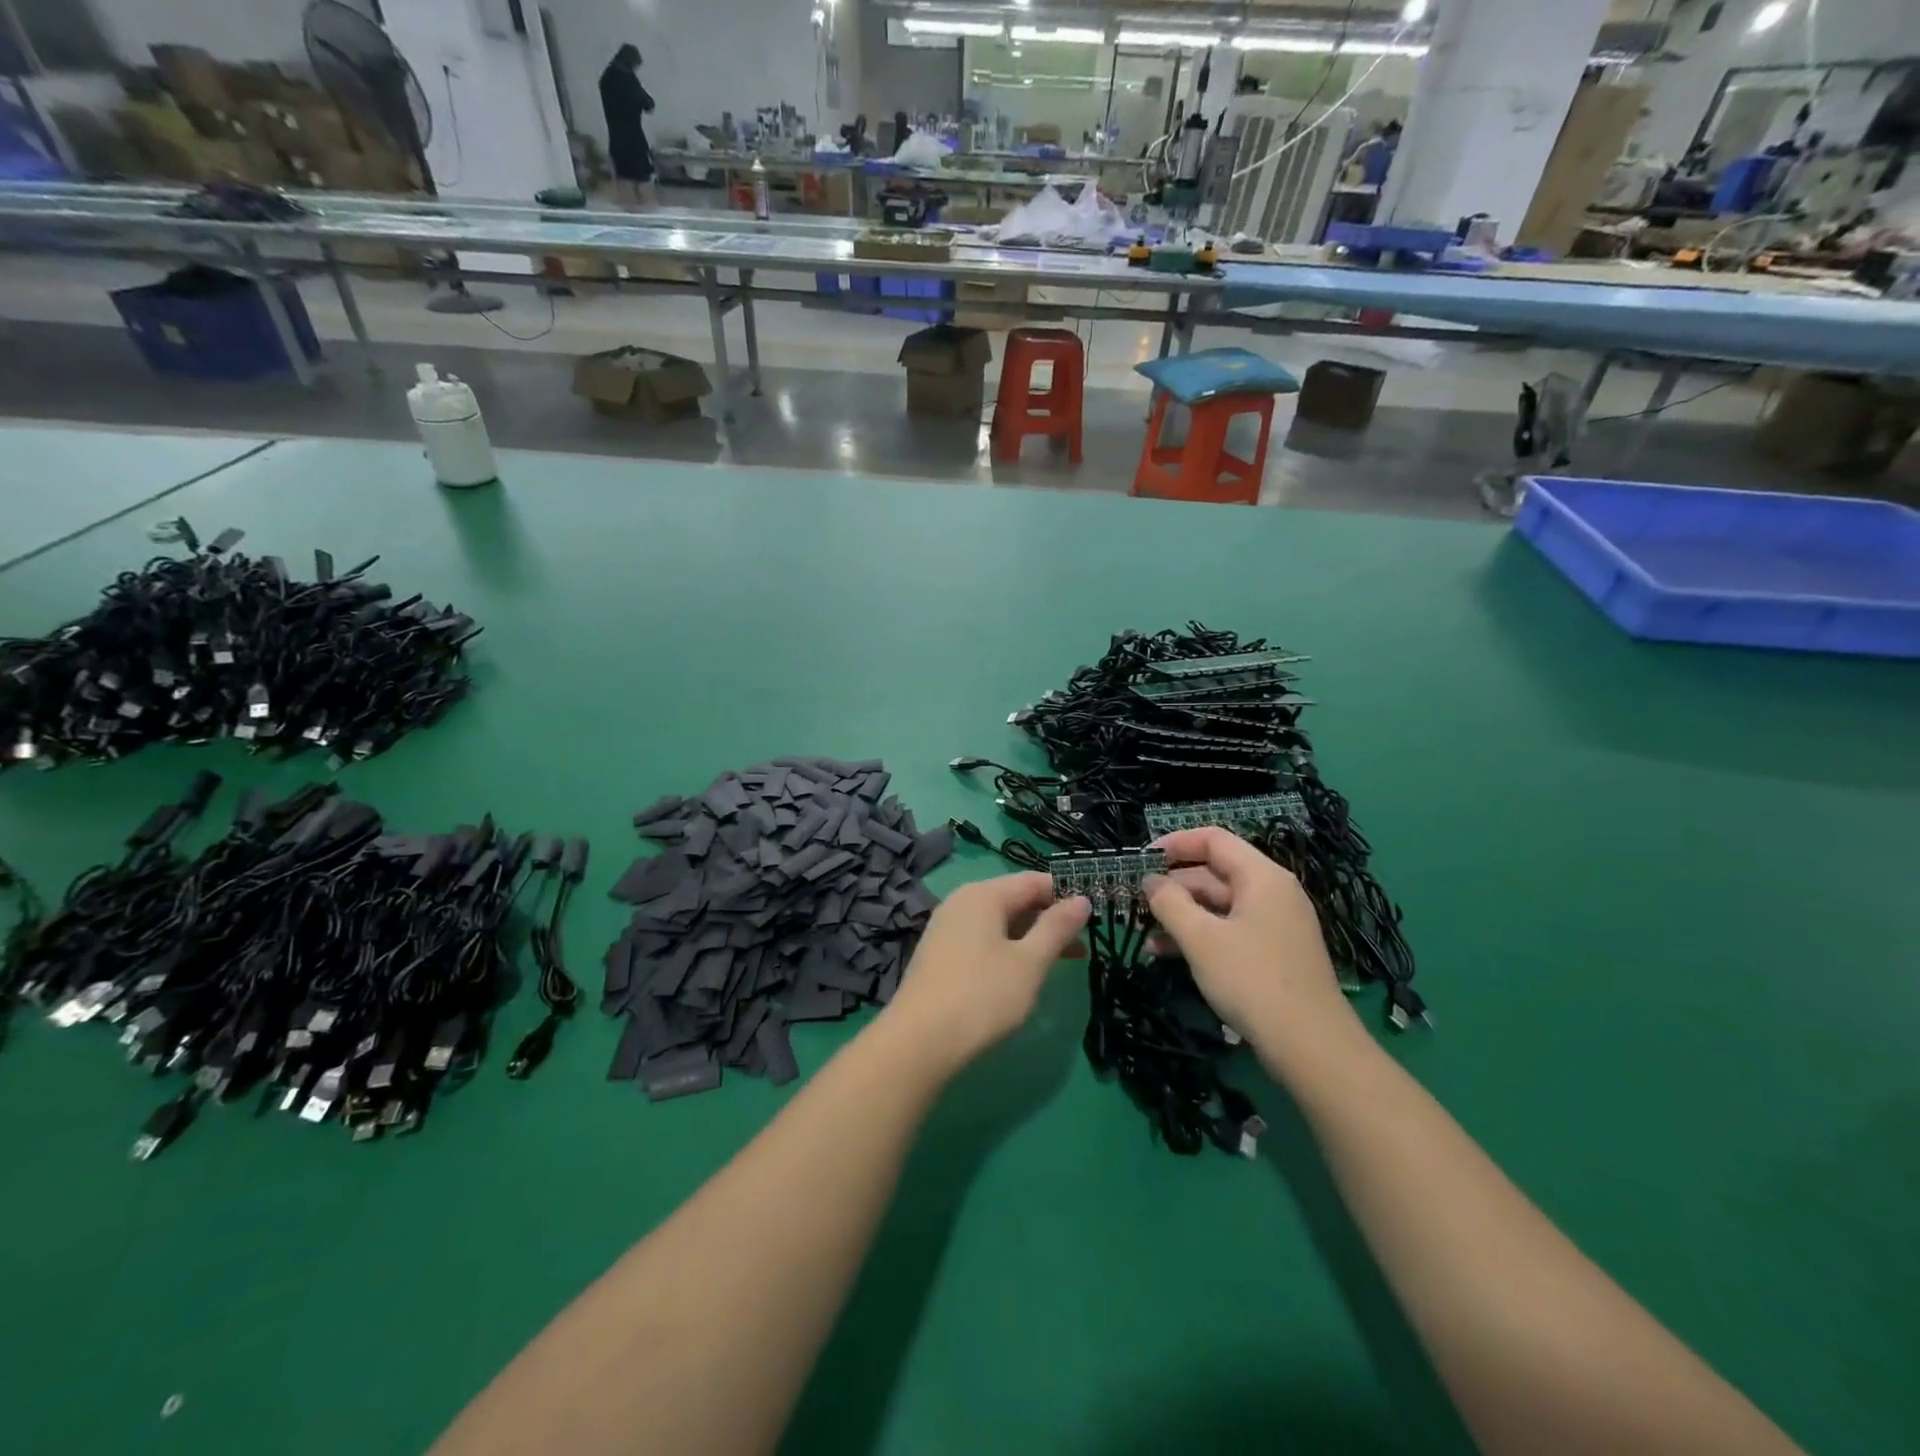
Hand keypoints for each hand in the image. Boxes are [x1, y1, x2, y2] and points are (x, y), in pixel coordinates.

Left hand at [881, 873, 1089, 1071]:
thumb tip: (1082, 899)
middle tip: (1086, 942)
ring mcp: (947, 928)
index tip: (1096, 913)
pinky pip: (983, 939)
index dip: (1066, 894)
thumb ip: (1057, 928)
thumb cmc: (982, 996)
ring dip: (1033, 936)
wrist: (918, 1042)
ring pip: (1000, 922)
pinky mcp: (940, 954)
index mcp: (983, 895)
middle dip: (1051, 918)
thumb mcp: (1029, 962)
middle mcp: (962, 902)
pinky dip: (1009, 948)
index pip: (1034, 881)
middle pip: (1015, 899)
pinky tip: (1024, 973)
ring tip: (1065, 960)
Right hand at [1144, 828, 1357, 1059]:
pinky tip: (1167, 955)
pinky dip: (1199, 936)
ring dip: (1181, 916)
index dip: (1175, 843)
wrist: (1310, 1047)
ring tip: (1145, 935)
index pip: (1213, 840)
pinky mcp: (1272, 954)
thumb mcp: (1201, 939)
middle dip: (1173, 886)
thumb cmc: (1252, 980)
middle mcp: (1272, 893)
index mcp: (1262, 877)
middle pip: (1214, 873)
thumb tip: (1150, 880)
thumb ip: (1169, 902)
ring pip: (1218, 906)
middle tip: (1136, 902)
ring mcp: (1274, 925)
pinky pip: (1229, 930)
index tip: (1140, 859)